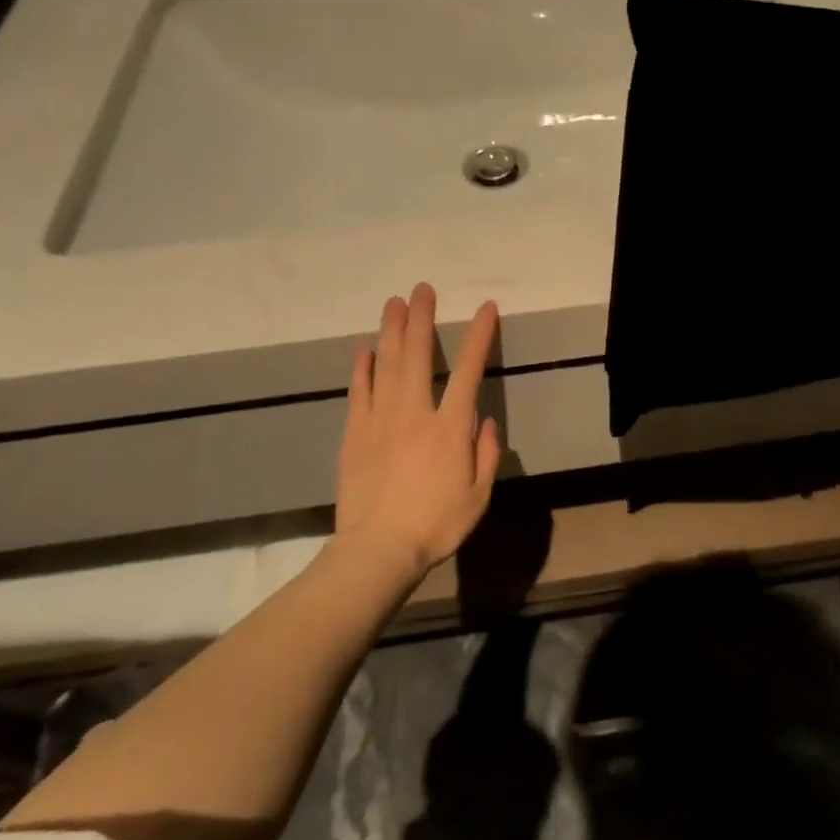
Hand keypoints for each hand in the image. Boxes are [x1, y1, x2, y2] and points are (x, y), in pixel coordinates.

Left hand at [336, 283, 501, 577]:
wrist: (377, 550)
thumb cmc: (435, 524)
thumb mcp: (478, 496)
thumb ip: (486, 454)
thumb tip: (485, 420)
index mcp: (450, 427)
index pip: (468, 370)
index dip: (478, 337)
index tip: (485, 309)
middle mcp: (414, 413)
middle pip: (417, 355)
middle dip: (421, 319)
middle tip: (421, 289)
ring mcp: (379, 420)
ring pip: (385, 365)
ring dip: (391, 331)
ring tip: (394, 303)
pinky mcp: (354, 434)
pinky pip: (358, 392)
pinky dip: (361, 368)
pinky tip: (363, 349)